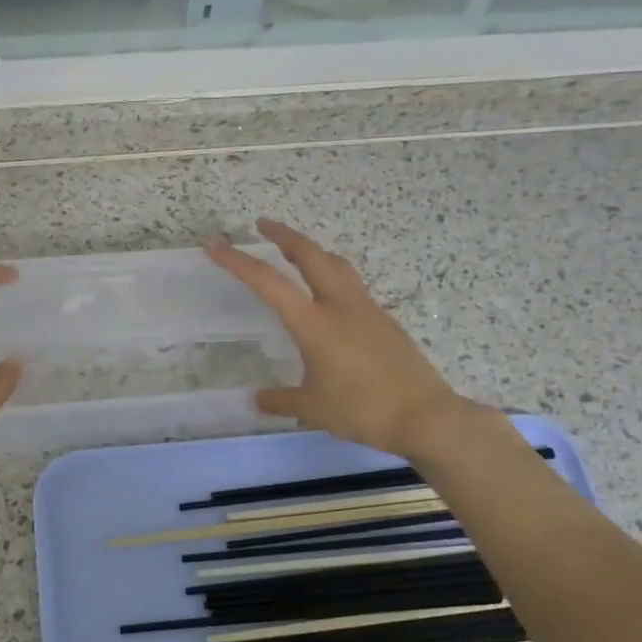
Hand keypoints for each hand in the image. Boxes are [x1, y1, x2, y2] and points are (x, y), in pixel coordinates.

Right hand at [209, 219, 470, 453]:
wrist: (425, 416)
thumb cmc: (362, 409)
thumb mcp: (312, 409)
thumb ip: (281, 400)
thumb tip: (258, 398)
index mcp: (314, 323)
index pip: (268, 283)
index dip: (238, 262)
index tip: (216, 245)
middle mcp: (340, 306)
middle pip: (311, 255)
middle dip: (284, 235)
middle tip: (264, 224)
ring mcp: (367, 310)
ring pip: (337, 266)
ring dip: (313, 251)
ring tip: (297, 252)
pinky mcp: (384, 322)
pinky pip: (353, 287)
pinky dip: (333, 277)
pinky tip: (329, 298)